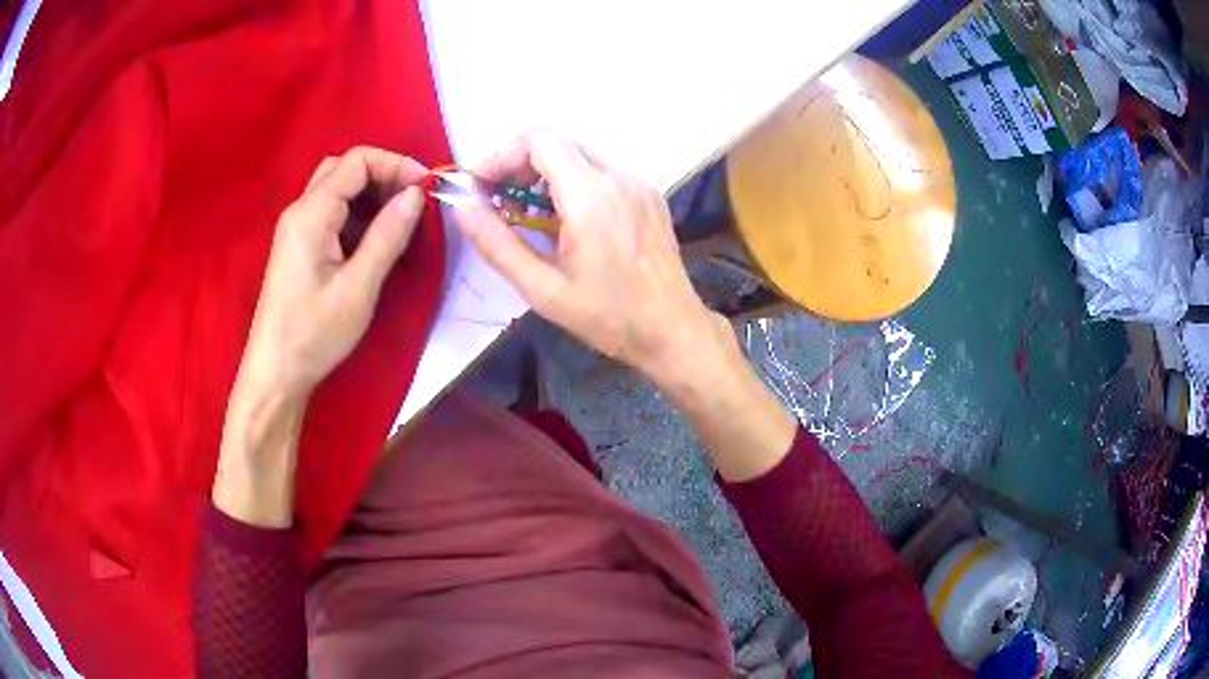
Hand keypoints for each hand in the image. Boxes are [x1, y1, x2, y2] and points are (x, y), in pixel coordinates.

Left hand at [214, 147, 427, 526]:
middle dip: (383, 174)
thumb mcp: (359, 287)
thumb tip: (416, 194)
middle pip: (345, 168)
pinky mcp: (298, 246)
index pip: (357, 161)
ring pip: (337, 188)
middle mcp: (300, 211)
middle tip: (412, 201)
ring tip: (400, 218)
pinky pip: (331, 212)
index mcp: (311, 213)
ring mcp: (296, 228)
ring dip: (371, 193)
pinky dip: (358, 213)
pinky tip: (374, 238)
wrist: (276, 373)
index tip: (426, 188)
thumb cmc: (314, 333)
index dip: (395, 164)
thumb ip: (388, 235)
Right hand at [454, 131, 723, 381]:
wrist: (673, 330)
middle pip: (557, 143)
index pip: (538, 140)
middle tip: (502, 206)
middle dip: (520, 167)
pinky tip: (569, 221)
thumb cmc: (608, 317)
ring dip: (546, 175)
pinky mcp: (649, 194)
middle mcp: (618, 176)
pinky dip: (574, 182)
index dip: (502, 157)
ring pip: (579, 155)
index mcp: (591, 196)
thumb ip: (498, 244)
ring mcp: (638, 182)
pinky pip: (602, 171)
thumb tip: (462, 207)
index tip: (482, 189)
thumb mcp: (543, 290)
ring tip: (532, 218)